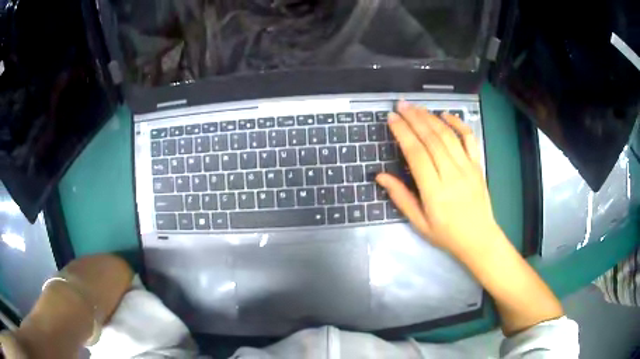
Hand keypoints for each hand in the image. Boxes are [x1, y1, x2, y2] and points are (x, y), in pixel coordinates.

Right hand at [376, 101, 499, 254]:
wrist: (479, 239)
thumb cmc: (446, 234)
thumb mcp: (419, 222)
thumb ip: (401, 197)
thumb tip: (380, 176)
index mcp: (434, 191)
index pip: (416, 154)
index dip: (403, 133)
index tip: (392, 119)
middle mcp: (451, 174)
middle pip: (431, 139)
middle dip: (414, 118)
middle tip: (400, 105)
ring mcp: (467, 167)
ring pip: (447, 135)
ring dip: (430, 118)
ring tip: (416, 107)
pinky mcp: (477, 165)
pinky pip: (469, 139)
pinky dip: (458, 124)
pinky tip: (446, 115)